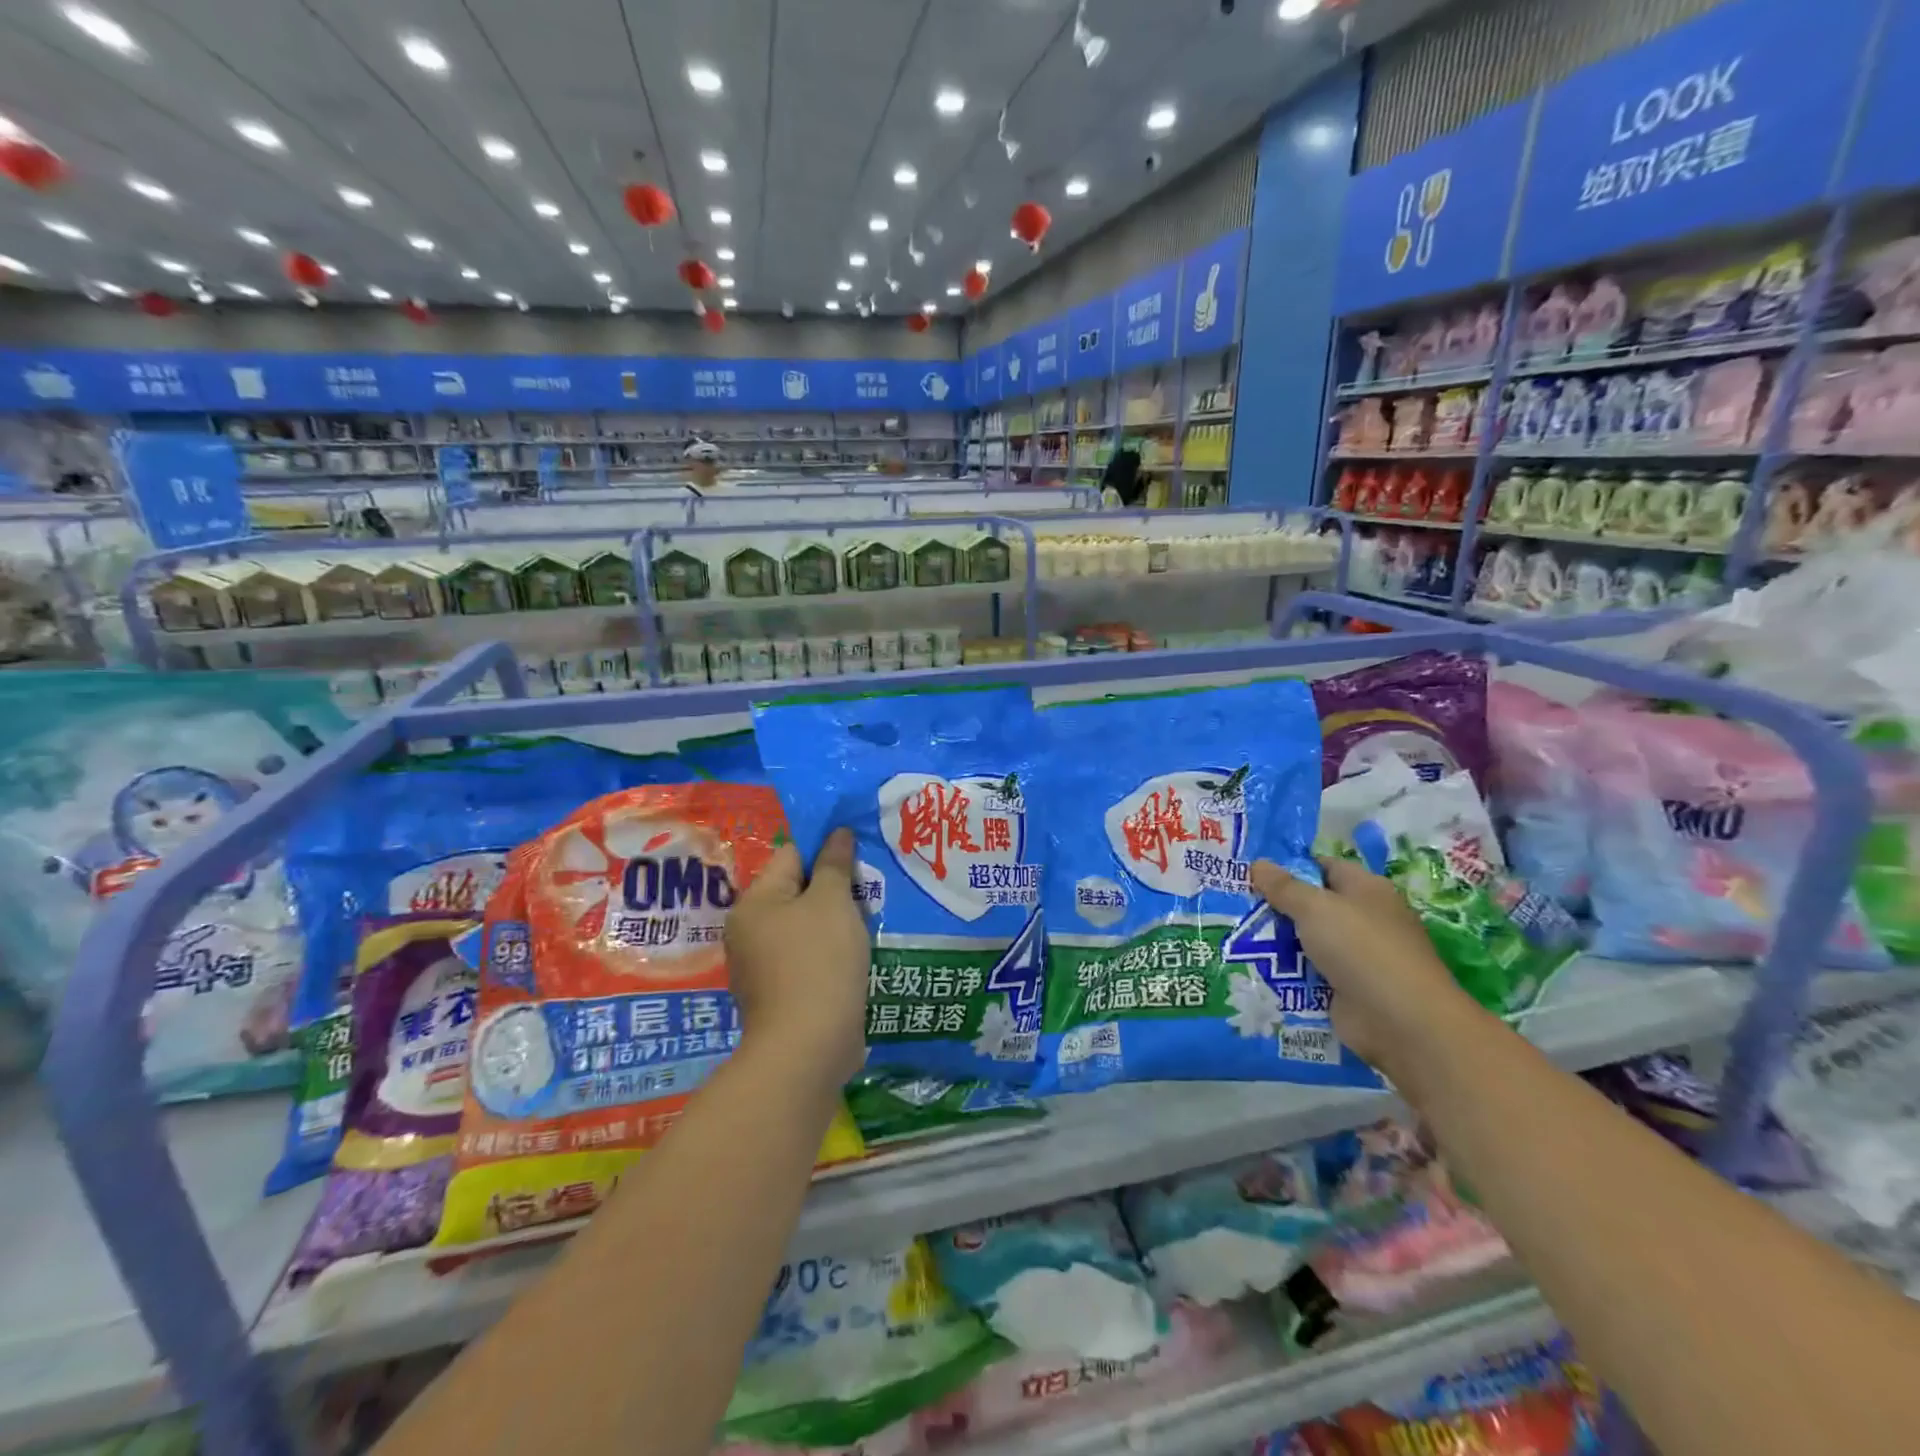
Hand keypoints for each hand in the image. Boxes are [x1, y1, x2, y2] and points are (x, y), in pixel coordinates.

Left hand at [725, 829, 870, 1088]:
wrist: (807, 1048)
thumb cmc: (818, 962)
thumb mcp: (832, 903)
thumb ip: (834, 864)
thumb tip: (837, 833)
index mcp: (754, 903)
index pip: (791, 855)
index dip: (826, 850)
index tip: (860, 855)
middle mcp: (749, 931)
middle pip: (797, 891)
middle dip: (834, 888)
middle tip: (872, 887)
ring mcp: (763, 967)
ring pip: (806, 927)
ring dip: (836, 922)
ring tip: (872, 919)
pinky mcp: (781, 995)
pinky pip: (809, 958)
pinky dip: (831, 953)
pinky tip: (859, 955)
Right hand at [1249, 855, 1476, 1078]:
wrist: (1401, 1022)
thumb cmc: (1361, 948)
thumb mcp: (1314, 908)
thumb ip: (1283, 886)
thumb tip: (1258, 863)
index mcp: (1366, 889)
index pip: (1325, 867)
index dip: (1291, 867)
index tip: (1252, 873)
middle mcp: (1364, 919)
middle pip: (1313, 905)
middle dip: (1277, 907)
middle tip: (1235, 905)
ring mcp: (1357, 957)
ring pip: (1308, 941)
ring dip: (1278, 942)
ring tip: (1235, 936)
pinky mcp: (1348, 989)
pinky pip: (1310, 973)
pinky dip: (1288, 973)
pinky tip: (1254, 969)